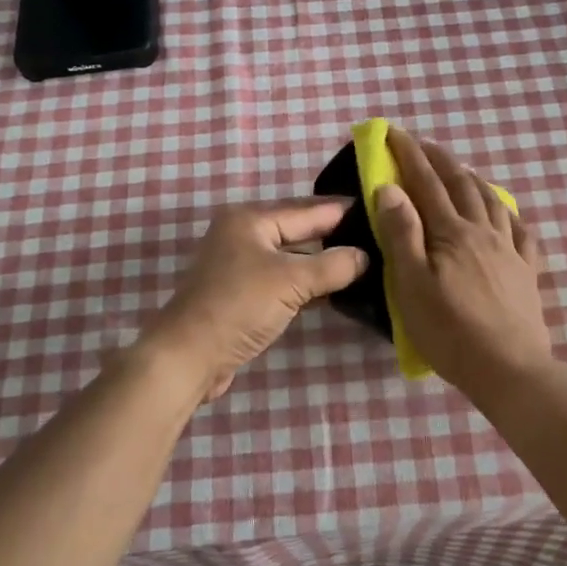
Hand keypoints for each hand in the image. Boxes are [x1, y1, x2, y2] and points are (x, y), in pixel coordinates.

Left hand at [144, 198, 369, 401]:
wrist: (188, 356)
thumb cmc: (239, 306)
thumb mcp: (291, 281)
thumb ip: (333, 266)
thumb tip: (365, 256)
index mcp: (250, 219)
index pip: (307, 209)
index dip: (342, 211)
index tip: (378, 208)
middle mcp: (244, 234)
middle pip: (299, 230)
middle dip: (334, 235)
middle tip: (376, 235)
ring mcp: (240, 265)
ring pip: (292, 256)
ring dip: (322, 262)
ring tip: (364, 260)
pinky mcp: (242, 294)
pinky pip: (283, 279)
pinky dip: (306, 283)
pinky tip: (334, 288)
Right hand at [374, 129, 552, 391]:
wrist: (509, 368)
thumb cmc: (450, 330)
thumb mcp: (412, 284)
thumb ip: (401, 233)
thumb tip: (390, 187)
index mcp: (451, 232)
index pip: (426, 182)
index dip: (409, 154)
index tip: (394, 132)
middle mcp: (483, 231)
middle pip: (461, 184)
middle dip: (439, 160)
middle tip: (422, 144)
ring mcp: (510, 250)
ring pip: (491, 200)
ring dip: (472, 179)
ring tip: (460, 171)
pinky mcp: (527, 271)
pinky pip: (520, 230)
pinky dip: (507, 212)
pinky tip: (504, 213)